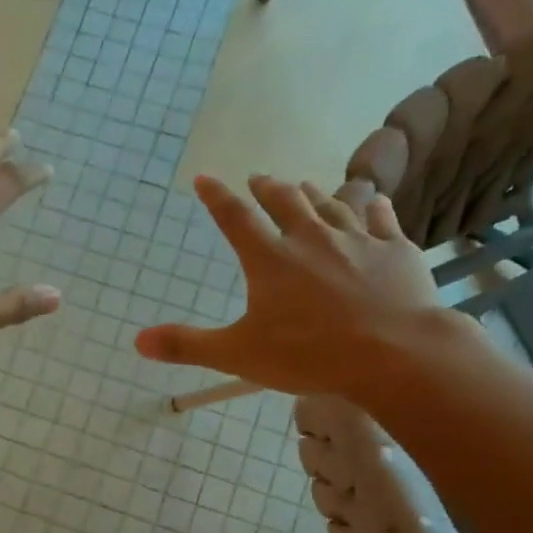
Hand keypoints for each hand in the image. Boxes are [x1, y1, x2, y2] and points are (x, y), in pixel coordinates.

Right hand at [134, 174, 450, 396]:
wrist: (395, 353)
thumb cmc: (309, 355)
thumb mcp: (238, 355)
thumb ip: (187, 345)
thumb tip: (137, 341)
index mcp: (270, 259)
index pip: (235, 218)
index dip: (216, 196)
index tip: (205, 177)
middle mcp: (310, 238)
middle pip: (285, 201)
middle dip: (268, 188)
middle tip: (259, 179)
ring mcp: (356, 240)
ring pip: (330, 205)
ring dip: (313, 194)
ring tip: (305, 187)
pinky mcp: (395, 250)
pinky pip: (381, 218)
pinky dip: (372, 207)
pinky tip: (372, 200)